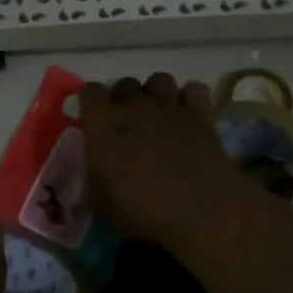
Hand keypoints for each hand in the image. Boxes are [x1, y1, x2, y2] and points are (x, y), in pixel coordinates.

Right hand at [79, 74, 248, 245]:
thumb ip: (94, 178)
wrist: (200, 212)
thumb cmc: (142, 212)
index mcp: (104, 124)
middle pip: (125, 83)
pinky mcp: (202, 116)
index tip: (94, 120)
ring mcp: (171, 108)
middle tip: (126, 123)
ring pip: (159, 79)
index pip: (90, 91)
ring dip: (155, 93)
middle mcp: (136, 107)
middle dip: (123, 98)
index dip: (91, 103)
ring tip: (158, 115)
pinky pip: (195, 89)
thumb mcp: (101, 205)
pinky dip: (190, 98)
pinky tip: (188, 115)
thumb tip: (97, 170)